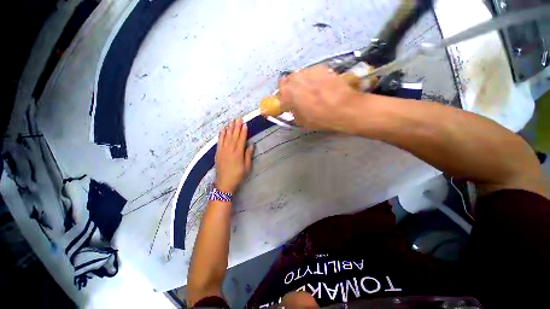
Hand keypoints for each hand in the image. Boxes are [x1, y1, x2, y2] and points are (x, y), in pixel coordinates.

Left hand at [214, 118, 253, 192]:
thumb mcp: (246, 167)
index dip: (243, 131)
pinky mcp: (217, 152)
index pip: (241, 139)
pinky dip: (221, 135)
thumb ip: (248, 155)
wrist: (224, 183)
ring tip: (231, 121)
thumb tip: (251, 145)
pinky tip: (223, 129)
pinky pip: (219, 141)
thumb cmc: (237, 175)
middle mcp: (230, 150)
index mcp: (238, 153)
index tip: (245, 124)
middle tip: (238, 118)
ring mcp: (222, 150)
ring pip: (226, 137)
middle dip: (236, 127)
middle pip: (233, 136)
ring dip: (229, 128)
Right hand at [278, 65, 365, 131]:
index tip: (286, 102)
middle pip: (286, 81)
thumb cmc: (320, 118)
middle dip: (290, 88)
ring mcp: (307, 71)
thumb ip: (293, 113)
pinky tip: (321, 85)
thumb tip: (293, 109)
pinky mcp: (320, 67)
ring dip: (301, 82)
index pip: (278, 93)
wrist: (344, 108)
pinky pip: (311, 72)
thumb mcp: (301, 122)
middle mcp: (294, 79)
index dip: (282, 98)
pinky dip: (312, 78)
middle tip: (297, 96)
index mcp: (287, 94)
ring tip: (311, 90)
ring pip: (299, 75)